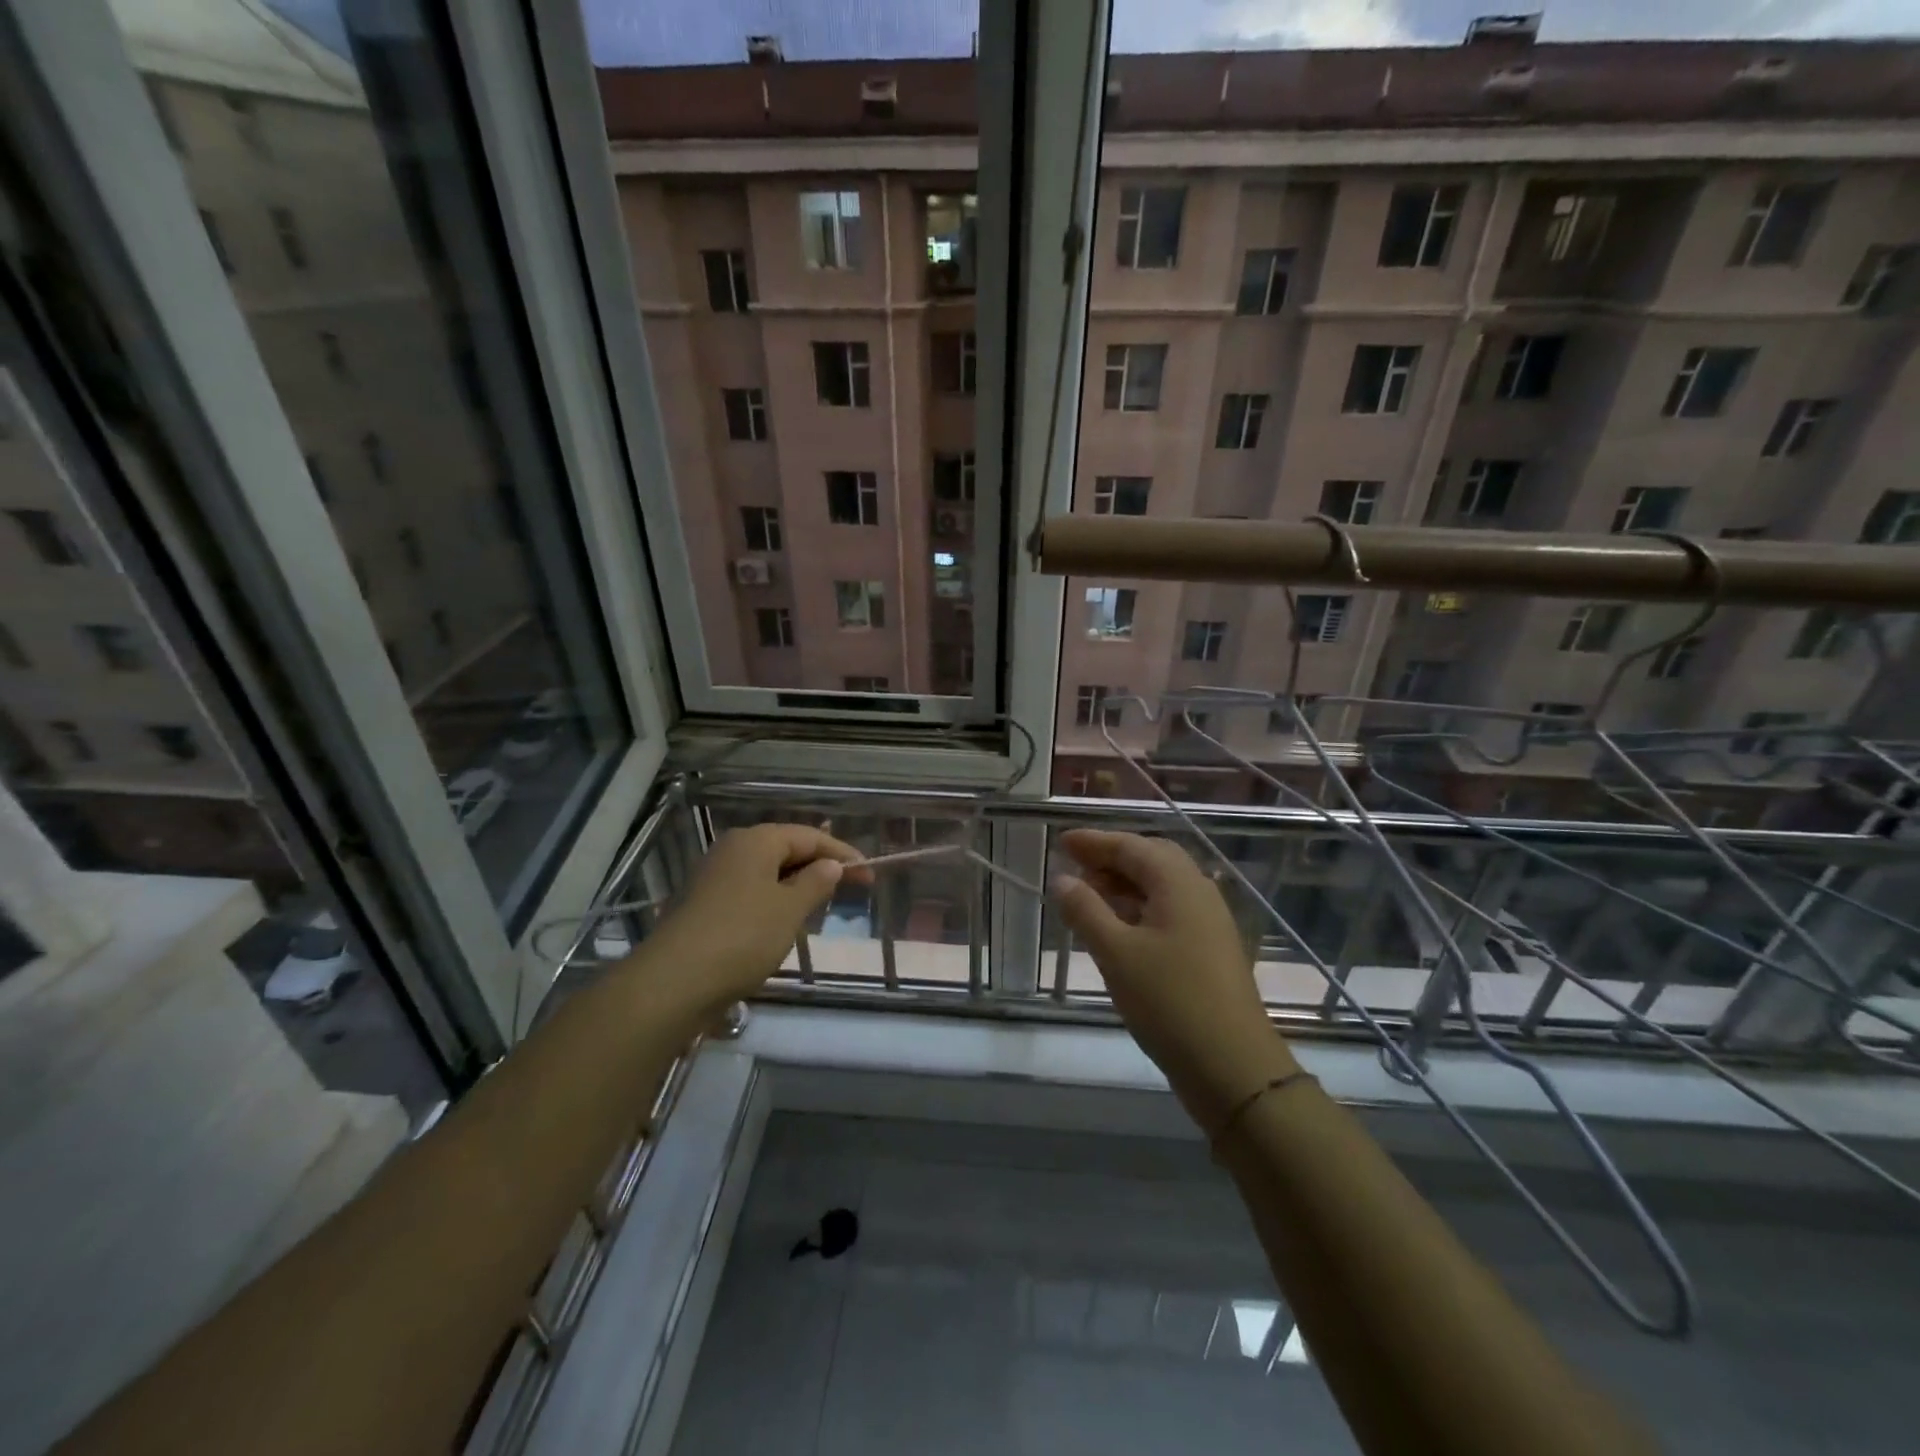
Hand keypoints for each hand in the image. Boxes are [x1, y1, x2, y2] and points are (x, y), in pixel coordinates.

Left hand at [648, 824, 869, 1011]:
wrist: (674, 982)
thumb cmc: (742, 937)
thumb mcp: (790, 909)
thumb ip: (816, 883)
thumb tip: (831, 865)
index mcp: (755, 841)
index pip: (809, 836)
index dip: (842, 853)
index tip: (869, 873)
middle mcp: (733, 850)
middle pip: (786, 849)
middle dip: (820, 867)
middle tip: (853, 889)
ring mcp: (715, 877)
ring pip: (768, 872)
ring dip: (797, 885)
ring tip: (823, 905)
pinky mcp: (705, 905)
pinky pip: (751, 892)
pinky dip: (774, 901)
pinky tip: (785, 923)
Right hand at [1054, 830, 1295, 1127]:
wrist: (1233, 1067)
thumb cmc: (1169, 1002)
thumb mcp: (1116, 954)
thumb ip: (1085, 911)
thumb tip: (1062, 879)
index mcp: (1179, 884)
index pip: (1131, 846)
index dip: (1094, 842)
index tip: (1061, 841)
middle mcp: (1199, 892)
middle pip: (1151, 859)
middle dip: (1111, 858)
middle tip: (1075, 867)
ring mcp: (1209, 921)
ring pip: (1162, 886)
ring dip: (1124, 884)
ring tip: (1088, 897)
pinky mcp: (1210, 949)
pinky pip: (1170, 911)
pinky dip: (1139, 908)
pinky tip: (1118, 929)